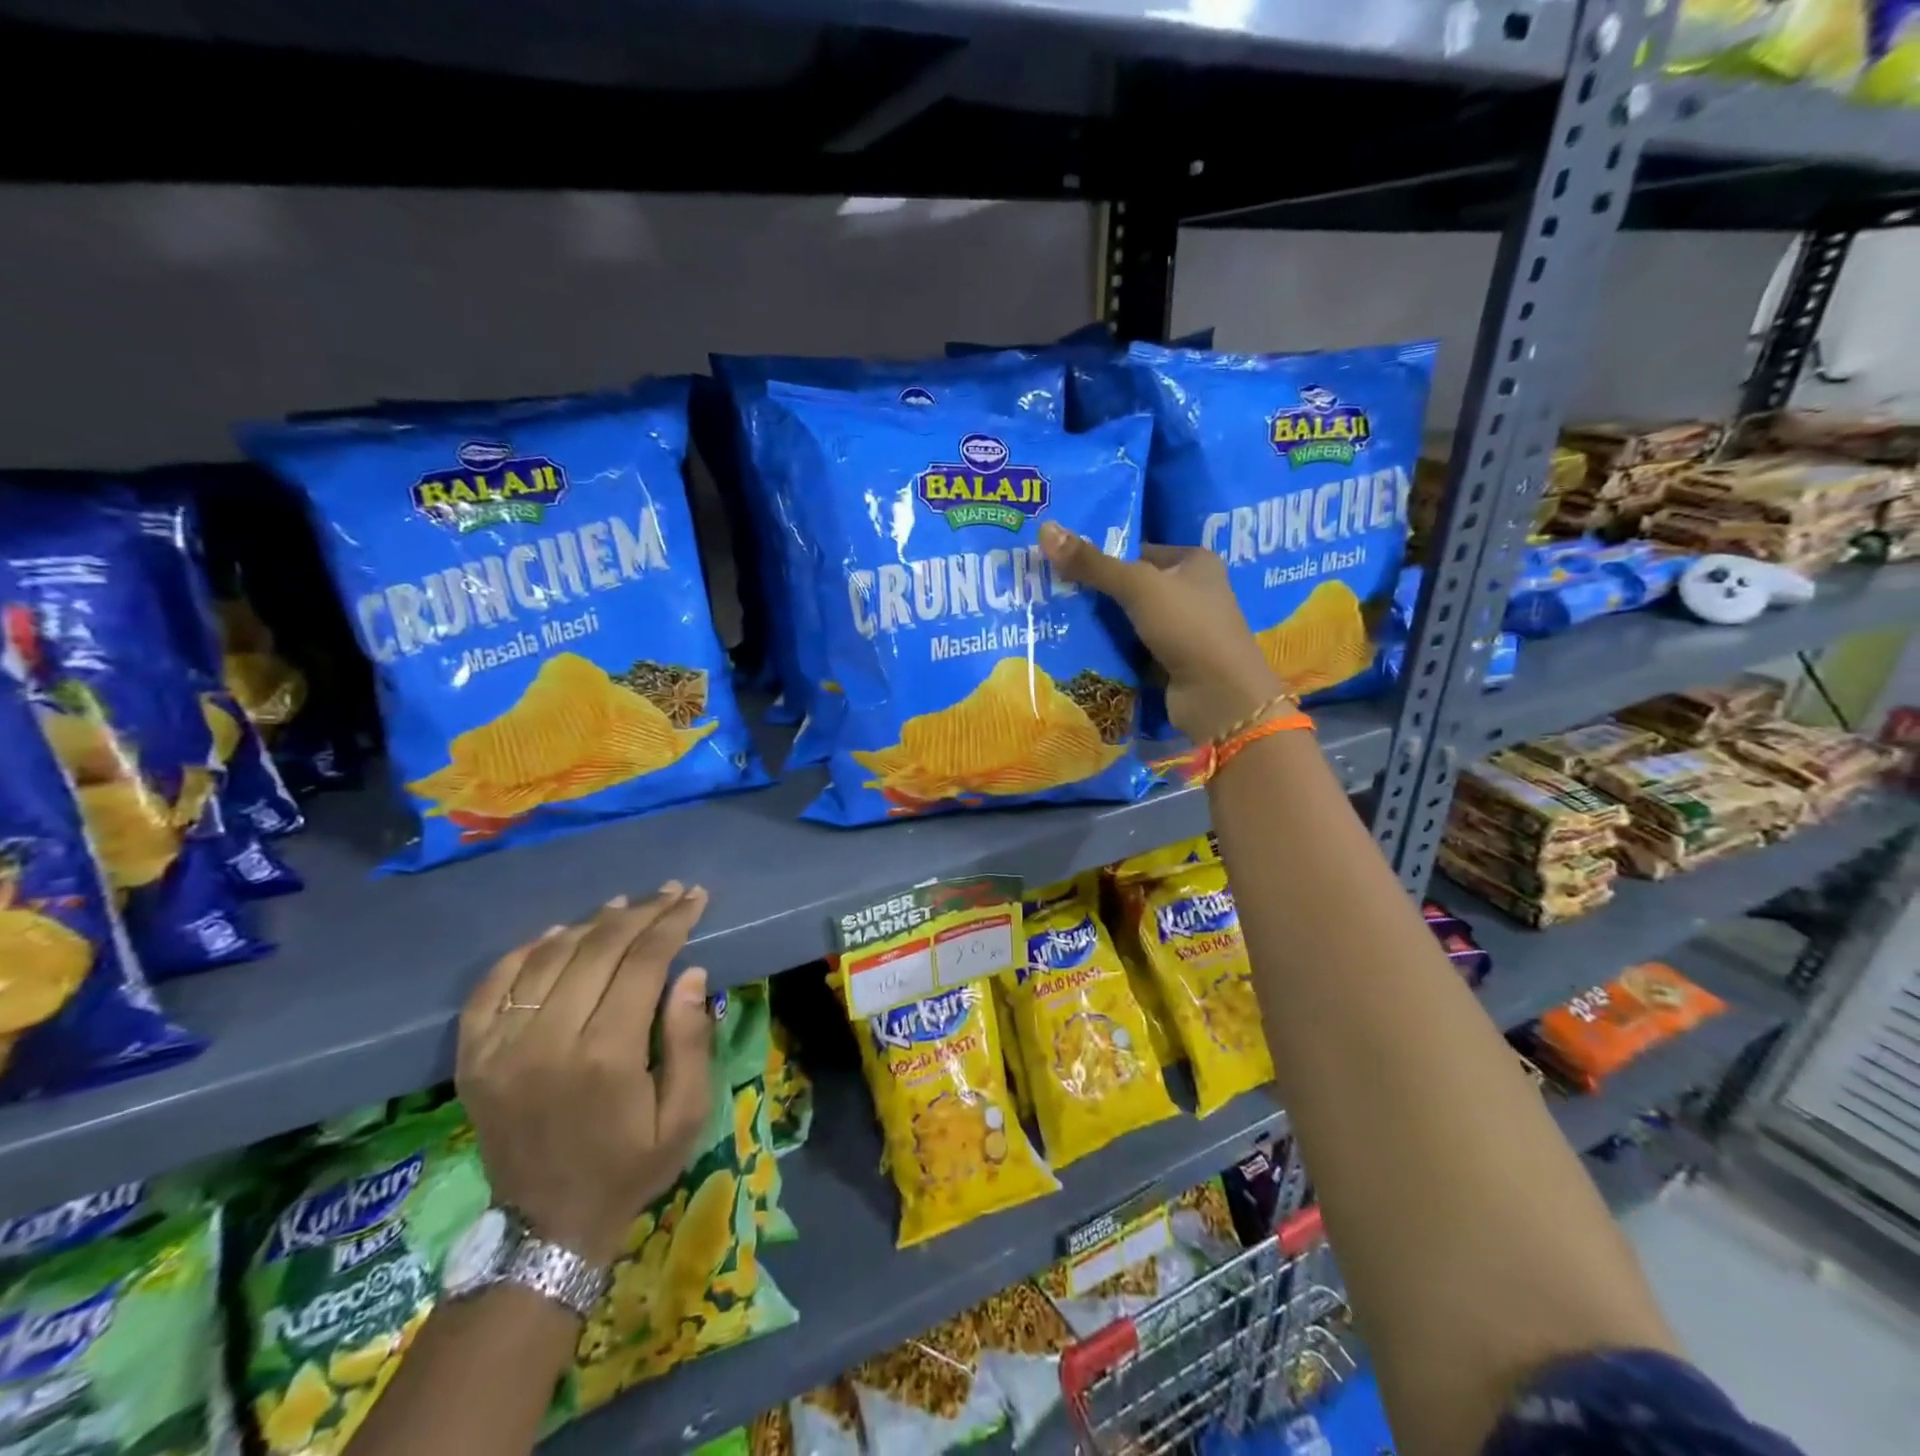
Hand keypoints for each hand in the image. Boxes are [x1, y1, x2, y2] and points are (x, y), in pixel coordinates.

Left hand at [456, 883, 714, 1264]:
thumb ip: (690, 1040)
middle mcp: (548, 1041)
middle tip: (668, 892)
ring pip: (548, 957)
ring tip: (622, 905)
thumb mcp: (685, 1115)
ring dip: (589, 923)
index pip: (643, 962)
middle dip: (640, 913)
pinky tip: (557, 934)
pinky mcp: (472, 1058)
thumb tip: (691, 971)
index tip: (693, 897)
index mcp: (606, 1055)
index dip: (672, 922)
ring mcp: (501, 1048)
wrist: (546, 1226)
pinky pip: (492, 985)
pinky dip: (525, 951)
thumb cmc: (630, 1166)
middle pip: (597, 949)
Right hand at [1039, 522, 1286, 742]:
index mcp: (1195, 562)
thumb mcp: (1137, 586)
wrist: (1218, 696)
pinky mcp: (1170, 662)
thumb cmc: (1187, 627)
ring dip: (1098, 624)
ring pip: (1129, 620)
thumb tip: (1045, 529)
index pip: (1139, 551)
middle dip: (1095, 591)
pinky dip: (1109, 650)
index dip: (1102, 555)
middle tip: (1050, 590)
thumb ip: (1092, 563)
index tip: (1061, 562)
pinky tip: (1074, 648)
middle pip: (1132, 586)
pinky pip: (1131, 649)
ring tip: (1052, 617)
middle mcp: (1192, 593)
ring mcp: (1182, 630)